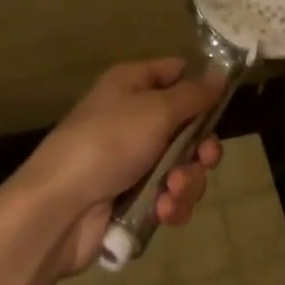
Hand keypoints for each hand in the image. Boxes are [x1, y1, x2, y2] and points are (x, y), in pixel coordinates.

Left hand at [17, 58, 223, 274]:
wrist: (59, 208)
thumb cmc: (108, 143)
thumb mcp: (156, 110)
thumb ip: (193, 94)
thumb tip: (220, 72)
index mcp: (132, 84)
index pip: (175, 72)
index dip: (201, 85)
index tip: (225, 102)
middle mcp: (133, 117)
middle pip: (186, 126)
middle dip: (201, 147)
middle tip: (204, 158)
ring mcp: (132, 160)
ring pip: (181, 166)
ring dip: (186, 182)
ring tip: (172, 192)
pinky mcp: (131, 198)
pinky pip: (167, 196)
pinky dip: (170, 205)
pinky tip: (162, 212)